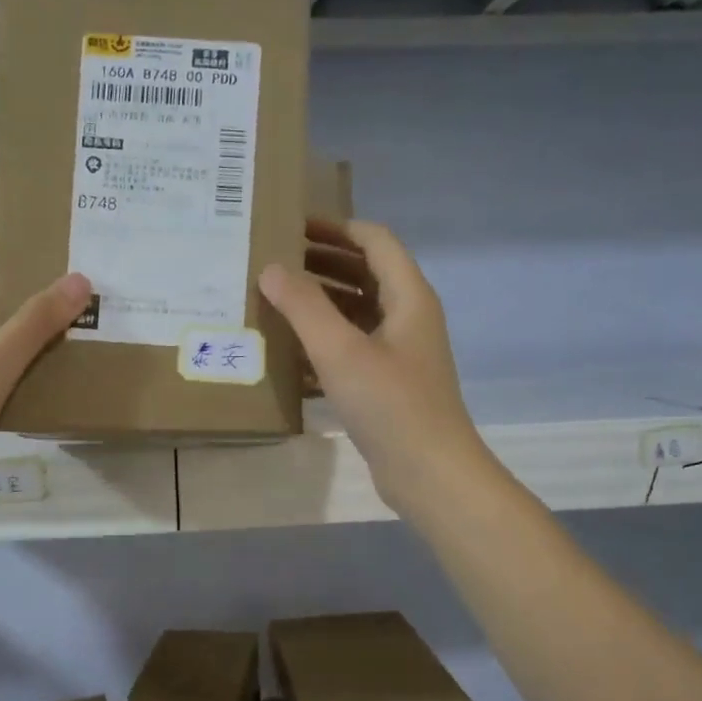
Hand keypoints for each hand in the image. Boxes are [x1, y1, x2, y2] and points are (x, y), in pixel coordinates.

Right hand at [262, 221, 495, 517]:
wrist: (430, 473)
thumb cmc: (390, 405)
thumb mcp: (340, 351)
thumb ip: (304, 307)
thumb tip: (271, 269)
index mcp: (408, 297)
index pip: (374, 241)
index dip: (336, 228)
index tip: (293, 227)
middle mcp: (408, 318)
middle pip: (366, 274)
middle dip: (323, 264)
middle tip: (275, 263)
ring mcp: (400, 353)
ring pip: (358, 313)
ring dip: (322, 303)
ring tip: (276, 302)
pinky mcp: (389, 384)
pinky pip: (354, 348)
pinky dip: (326, 341)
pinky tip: (291, 353)